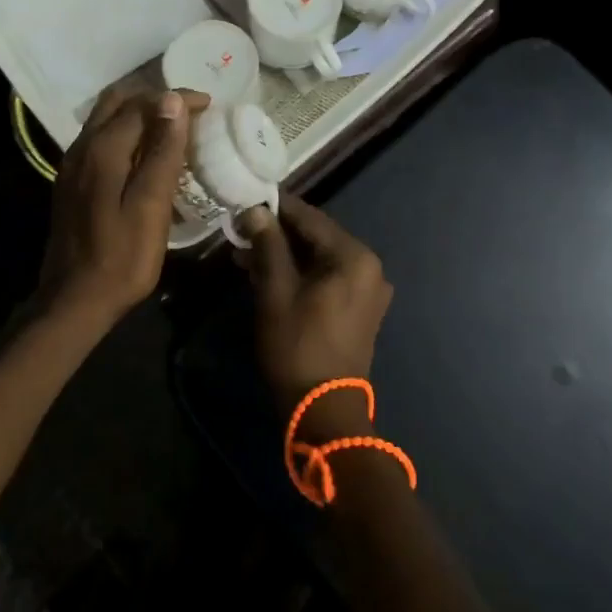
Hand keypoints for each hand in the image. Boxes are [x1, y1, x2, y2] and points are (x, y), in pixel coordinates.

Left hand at [37, 87, 207, 327]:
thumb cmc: (122, 257)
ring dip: (140, 113)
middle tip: (190, 111)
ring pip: (106, 118)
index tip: (209, 104)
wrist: (74, 301)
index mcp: (103, 149)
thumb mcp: (151, 205)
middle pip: (118, 101)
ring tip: (174, 128)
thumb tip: (173, 101)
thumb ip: (162, 152)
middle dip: (155, 98)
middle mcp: (83, 146)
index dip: (178, 99)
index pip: (143, 104)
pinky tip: (146, 154)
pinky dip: (127, 132)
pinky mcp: (72, 181)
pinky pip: (101, 138)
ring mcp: (73, 164)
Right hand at [236, 196, 392, 432]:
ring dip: (286, 255)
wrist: (324, 410)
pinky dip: (301, 273)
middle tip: (241, 231)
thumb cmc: (298, 346)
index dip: (276, 208)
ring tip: (246, 255)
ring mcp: (369, 289)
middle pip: (317, 237)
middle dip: (278, 234)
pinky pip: (329, 277)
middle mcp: (369, 266)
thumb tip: (255, 211)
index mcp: (354, 256)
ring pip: (320, 258)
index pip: (310, 217)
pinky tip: (269, 275)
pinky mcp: (361, 308)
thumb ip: (268, 245)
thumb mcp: (276, 291)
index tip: (246, 201)